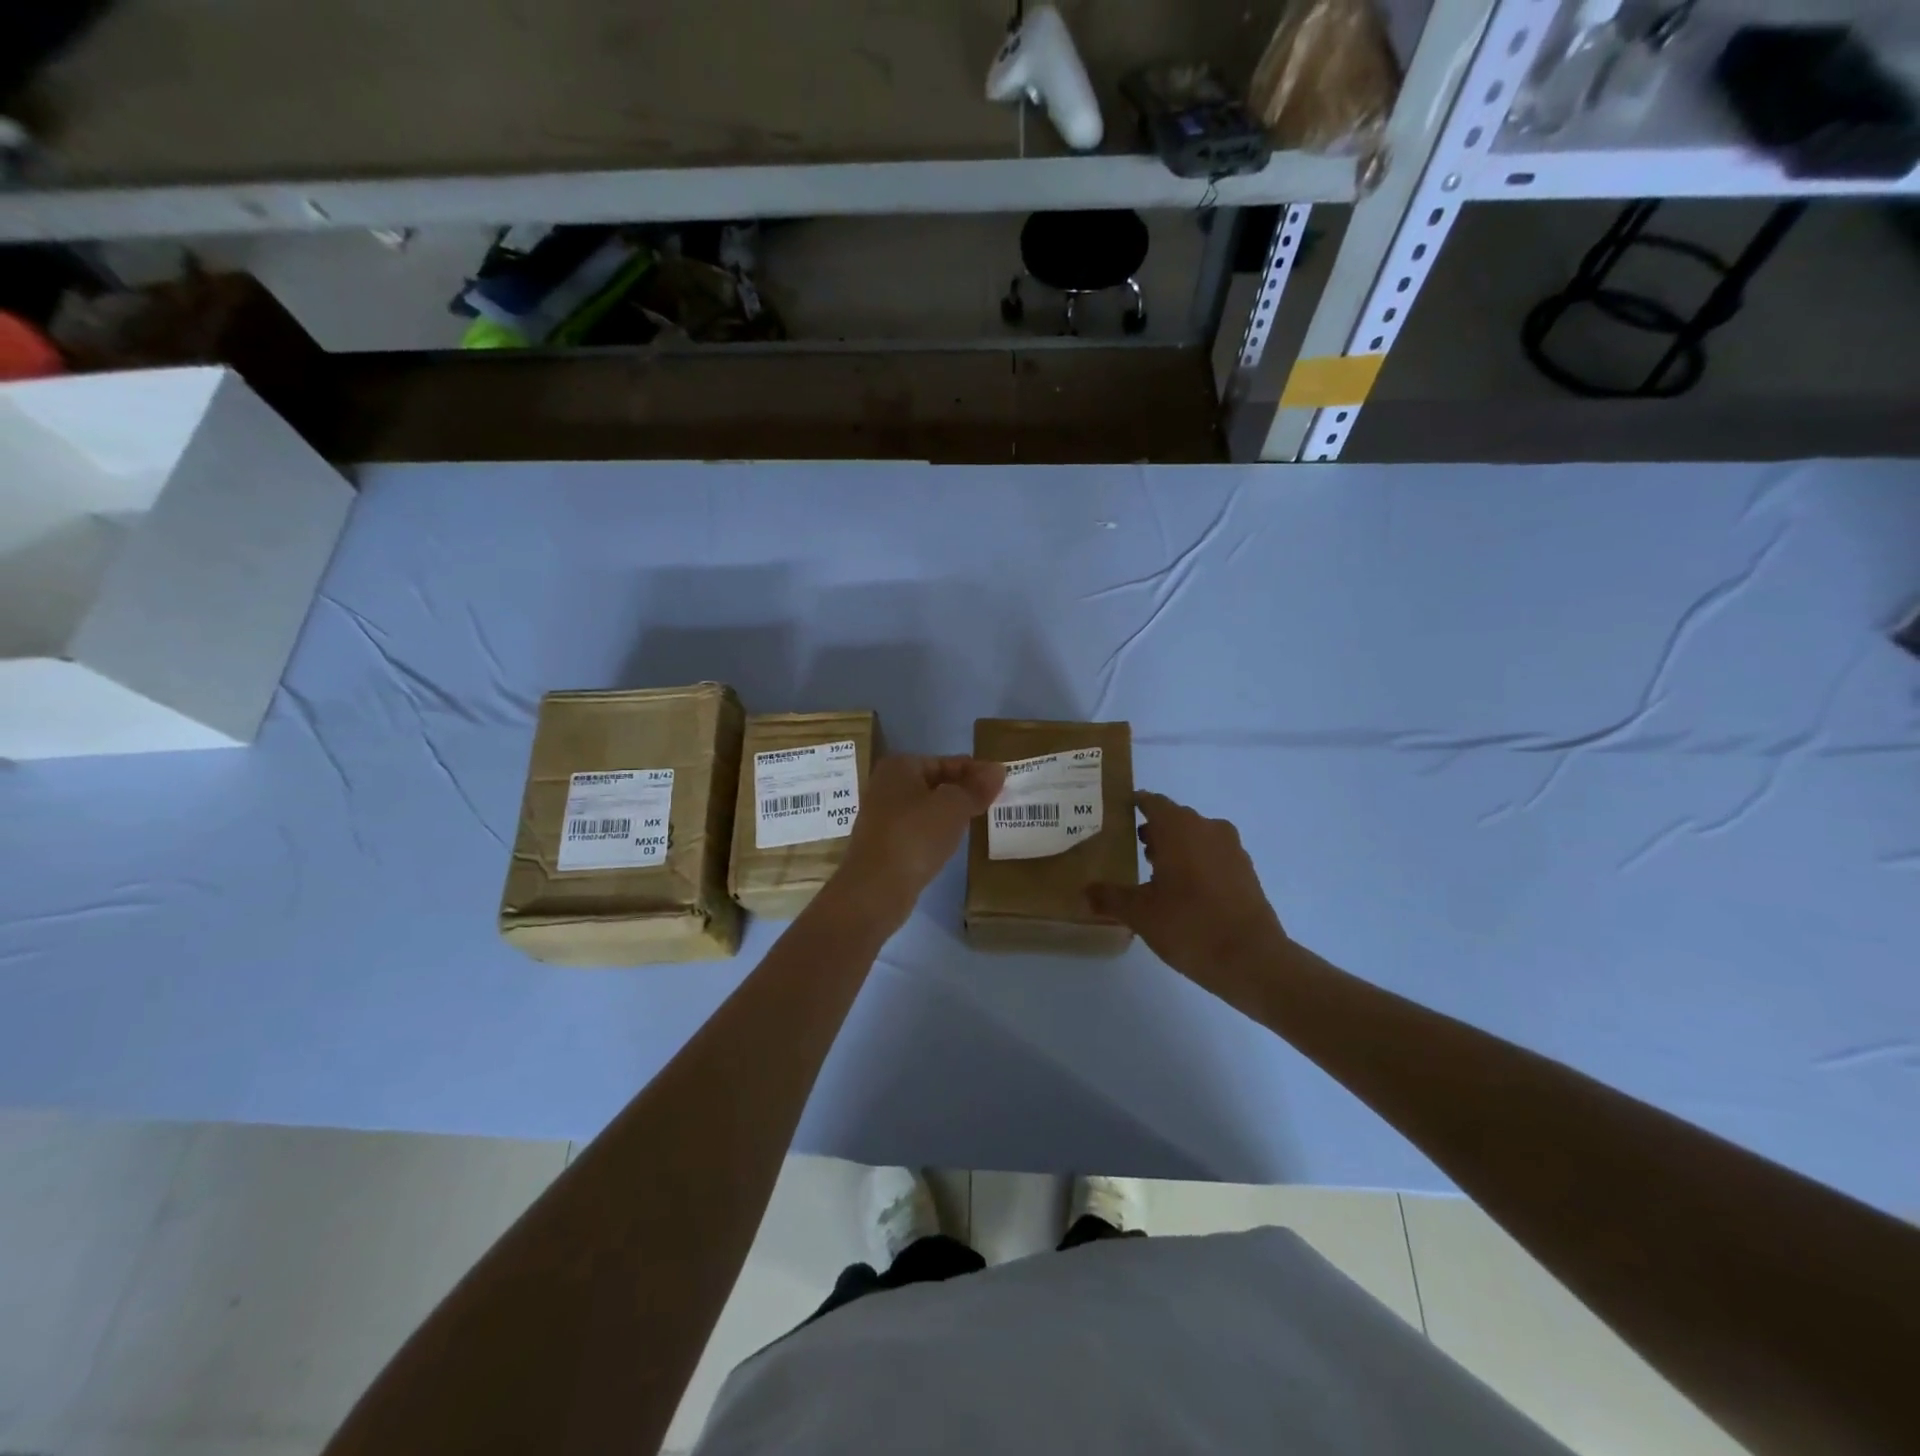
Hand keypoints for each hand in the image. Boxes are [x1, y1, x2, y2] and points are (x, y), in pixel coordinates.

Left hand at [827, 755, 1006, 935]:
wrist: (875, 889)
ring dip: (950, 812)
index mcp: (899, 767)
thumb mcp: (954, 806)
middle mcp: (886, 786)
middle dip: (963, 791)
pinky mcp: (884, 844)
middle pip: (935, 783)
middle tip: (994, 801)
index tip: (1002, 781)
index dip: (975, 770)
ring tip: (978, 820)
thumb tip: (998, 770)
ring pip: (926, 808)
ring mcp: (882, 816)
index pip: (946, 761)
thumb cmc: (915, 836)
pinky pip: (918, 830)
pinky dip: (936, 832)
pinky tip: (952, 842)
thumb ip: (976, 787)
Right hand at [1088, 791, 1286, 985]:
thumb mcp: (1140, 914)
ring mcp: (1231, 849)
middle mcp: (1207, 828)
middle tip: (1130, 848)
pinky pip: (1214, 855)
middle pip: (1175, 819)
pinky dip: (1197, 863)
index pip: (1151, 802)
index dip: (1133, 805)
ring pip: (1196, 837)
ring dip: (1176, 847)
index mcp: (1178, 828)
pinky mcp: (1246, 871)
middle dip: (1154, 830)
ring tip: (1155, 873)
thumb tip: (1084, 892)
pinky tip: (1184, 891)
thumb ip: (1110, 897)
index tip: (1117, 814)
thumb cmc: (1189, 925)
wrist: (1252, 959)